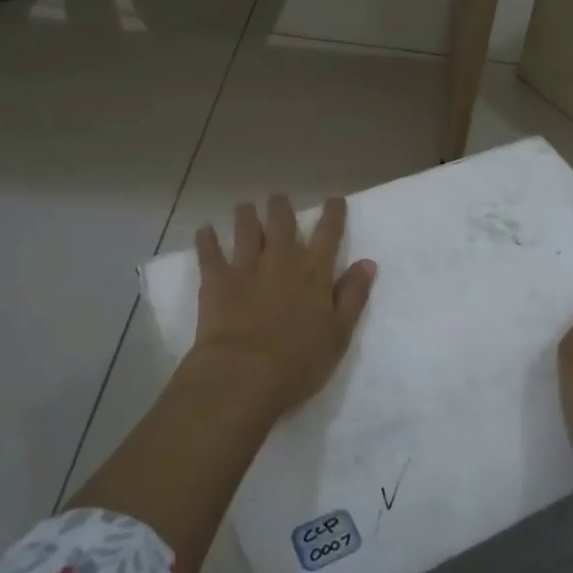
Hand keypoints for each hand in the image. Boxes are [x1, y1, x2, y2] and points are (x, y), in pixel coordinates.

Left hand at [189, 194, 375, 421]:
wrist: (244, 374)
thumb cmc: (299, 363)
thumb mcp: (339, 335)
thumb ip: (353, 296)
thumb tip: (367, 262)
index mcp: (314, 274)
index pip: (328, 235)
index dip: (332, 215)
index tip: (334, 199)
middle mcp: (281, 261)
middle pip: (282, 224)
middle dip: (282, 207)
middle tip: (279, 197)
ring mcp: (246, 268)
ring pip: (247, 230)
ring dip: (246, 215)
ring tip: (245, 206)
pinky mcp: (216, 280)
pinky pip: (209, 252)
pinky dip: (206, 239)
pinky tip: (204, 229)